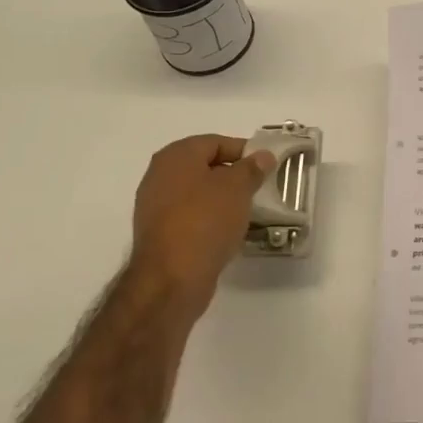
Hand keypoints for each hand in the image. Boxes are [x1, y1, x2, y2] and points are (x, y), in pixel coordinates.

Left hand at [129, 134, 274, 316]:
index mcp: (176, 156)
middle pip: (205, 167)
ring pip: (198, 194)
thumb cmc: (205, 221)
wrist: (171, 280)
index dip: (244, 151)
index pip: (216, 142)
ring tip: (248, 211)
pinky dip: (210, 219)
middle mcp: (160, 175)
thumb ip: (252, 168)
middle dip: (234, 176)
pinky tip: (229, 232)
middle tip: (260, 187)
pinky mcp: (160, 234)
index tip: (267, 166)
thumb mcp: (238, 188)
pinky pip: (191, 217)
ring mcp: (156, 206)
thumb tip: (262, 156)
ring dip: (223, 200)